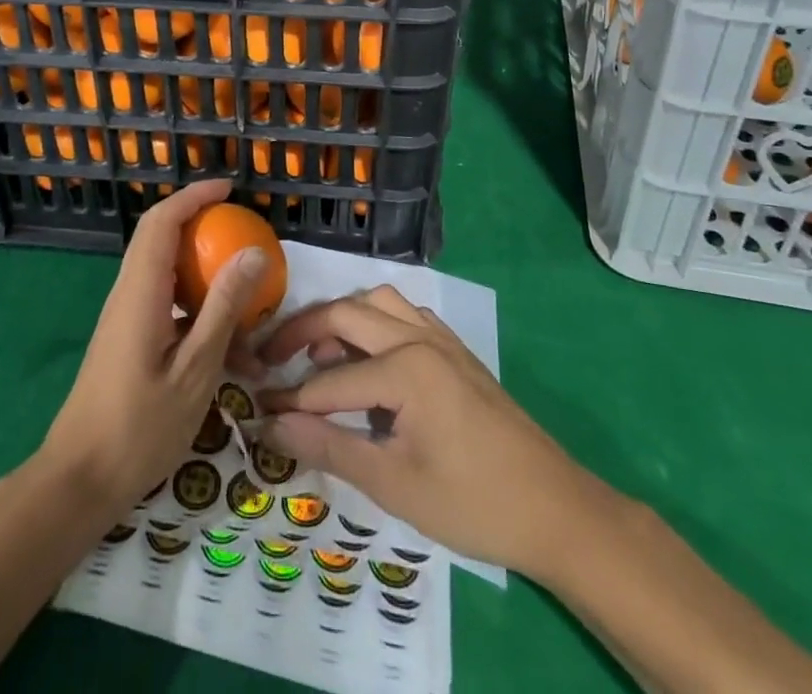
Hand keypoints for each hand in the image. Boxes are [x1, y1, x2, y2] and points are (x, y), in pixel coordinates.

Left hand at [40, 179, 266, 521]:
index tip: (229, 189)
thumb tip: (253, 253)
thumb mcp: (195, 370)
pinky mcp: (127, 338)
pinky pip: (163, 301)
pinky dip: (194, 304)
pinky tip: (224, 339)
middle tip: (242, 230)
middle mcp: (127, 294)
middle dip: (200, 224)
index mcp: (140, 292)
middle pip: (160, 238)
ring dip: (201, 269)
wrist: (79, 482)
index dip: (194, 196)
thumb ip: (223, 308)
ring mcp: (125, 316)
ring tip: (243, 289)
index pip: (162, 221)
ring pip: (163, 271)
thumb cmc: (139, 428)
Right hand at [258, 286, 585, 580]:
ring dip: (342, 318)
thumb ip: (331, 447)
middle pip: (347, 313)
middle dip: (303, 331)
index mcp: (405, 367)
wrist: (556, 509)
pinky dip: (375, 322)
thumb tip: (272, 424)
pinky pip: (405, 314)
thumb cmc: (473, 503)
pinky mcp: (455, 349)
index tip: (255, 407)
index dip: (290, 398)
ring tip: (319, 354)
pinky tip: (368, 357)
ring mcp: (441, 337)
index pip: (329, 379)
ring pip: (378, 301)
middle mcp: (419, 336)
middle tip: (270, 358)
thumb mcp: (395, 484)